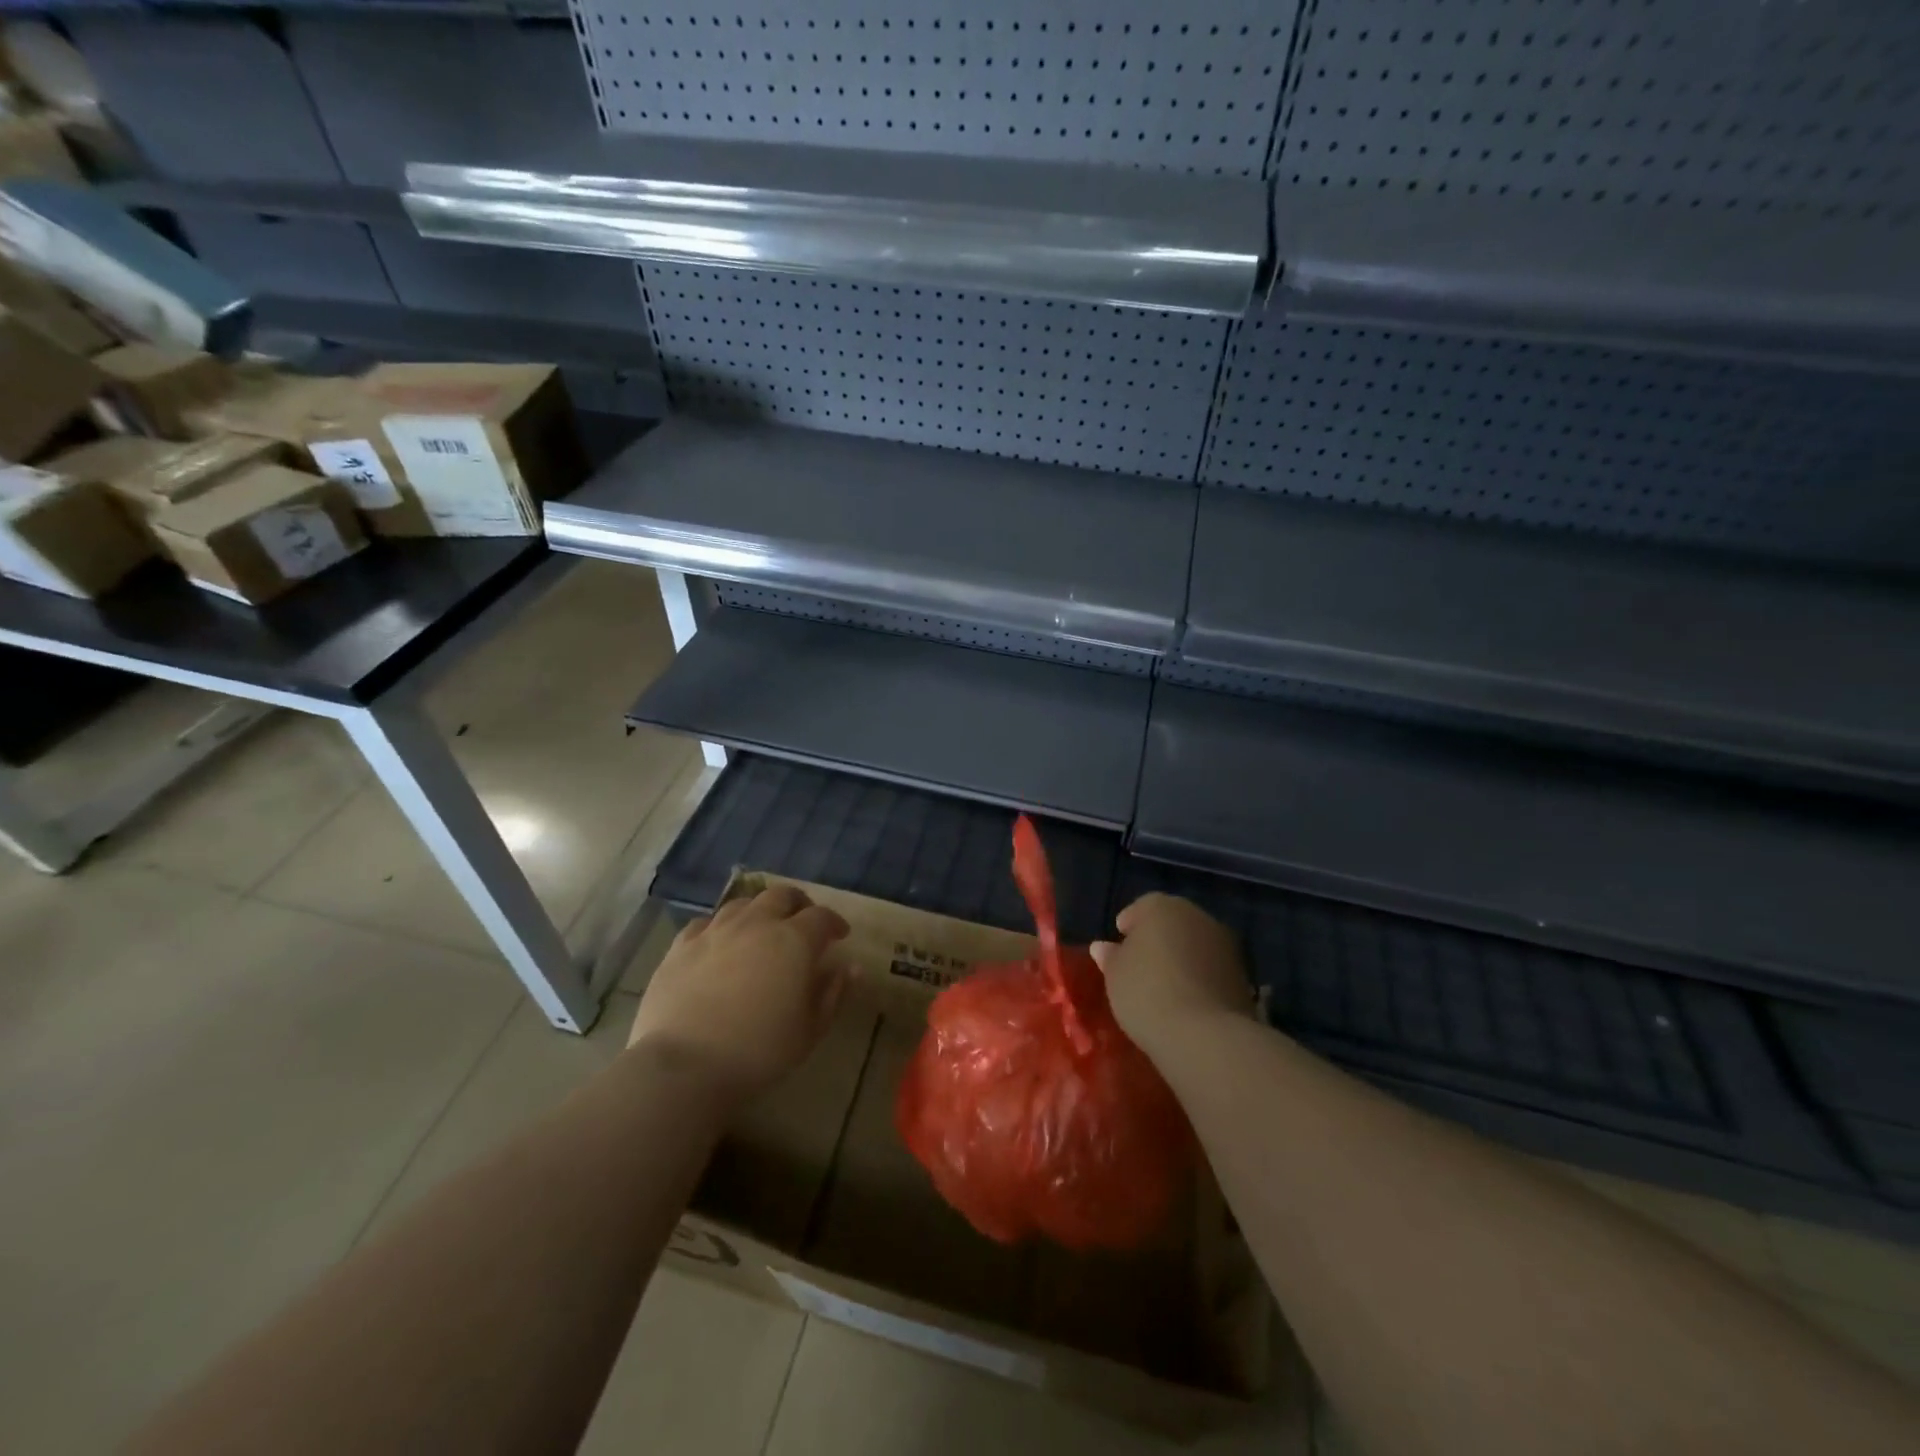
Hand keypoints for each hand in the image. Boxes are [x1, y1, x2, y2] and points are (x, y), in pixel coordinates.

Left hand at [626, 885, 851, 1101]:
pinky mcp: (681, 946)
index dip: (834, 923)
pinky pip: (705, 923)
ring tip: (762, 930)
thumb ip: (833, 993)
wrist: (684, 1066)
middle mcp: (756, 924)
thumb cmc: (758, 1051)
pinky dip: (720, 928)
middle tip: (803, 923)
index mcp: (793, 941)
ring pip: (743, 904)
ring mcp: (715, 931)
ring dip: (759, 911)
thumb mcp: (810, 1030)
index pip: (821, 917)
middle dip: (798, 904)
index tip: (840, 936)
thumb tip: (850, 967)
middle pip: (781, 896)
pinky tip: (719, 944)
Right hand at [1090, 894, 1252, 1057]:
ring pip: (1195, 946)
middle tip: (1140, 969)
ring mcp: (1225, 944)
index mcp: (1162, 906)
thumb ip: (1111, 957)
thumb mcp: (1115, 975)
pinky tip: (1188, 1002)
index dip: (1128, 928)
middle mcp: (1197, 916)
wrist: (1204, 1034)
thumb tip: (1103, 948)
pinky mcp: (1244, 975)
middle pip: (1172, 924)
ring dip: (1182, 960)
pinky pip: (1212, 970)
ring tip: (1165, 989)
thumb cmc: (1147, 992)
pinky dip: (1200, 979)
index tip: (1118, 951)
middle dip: (1158, 942)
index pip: (1140, 908)